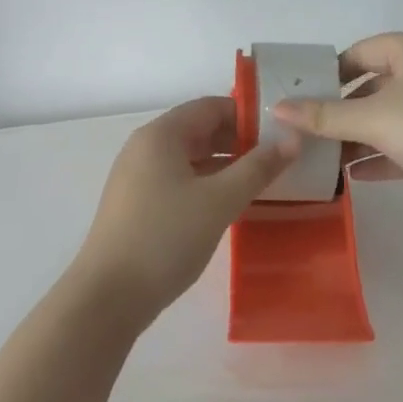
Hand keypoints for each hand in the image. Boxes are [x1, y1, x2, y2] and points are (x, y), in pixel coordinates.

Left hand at [71, 97, 297, 322]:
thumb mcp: (220, 200)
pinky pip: (179, 181)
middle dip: (239, 141)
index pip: (210, 107)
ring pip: (190, 158)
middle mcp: (145, 147)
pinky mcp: (137, 204)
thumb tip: (293, 139)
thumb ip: (258, 168)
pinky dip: (206, 185)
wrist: (109, 294)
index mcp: (161, 135)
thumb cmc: (166, 237)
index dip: (248, 115)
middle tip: (279, 160)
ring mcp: (137, 177)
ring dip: (225, 166)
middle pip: (199, 130)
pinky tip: (229, 205)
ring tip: (262, 182)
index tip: (282, 133)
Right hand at [271, 33, 402, 214]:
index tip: (300, 99)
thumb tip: (277, 108)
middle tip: (306, 133)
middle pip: (373, 86)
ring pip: (392, 117)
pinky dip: (385, 155)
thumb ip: (324, 116)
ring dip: (360, 138)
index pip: (358, 52)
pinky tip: (356, 176)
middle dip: (341, 112)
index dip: (327, 74)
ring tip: (323, 159)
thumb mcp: (374, 119)